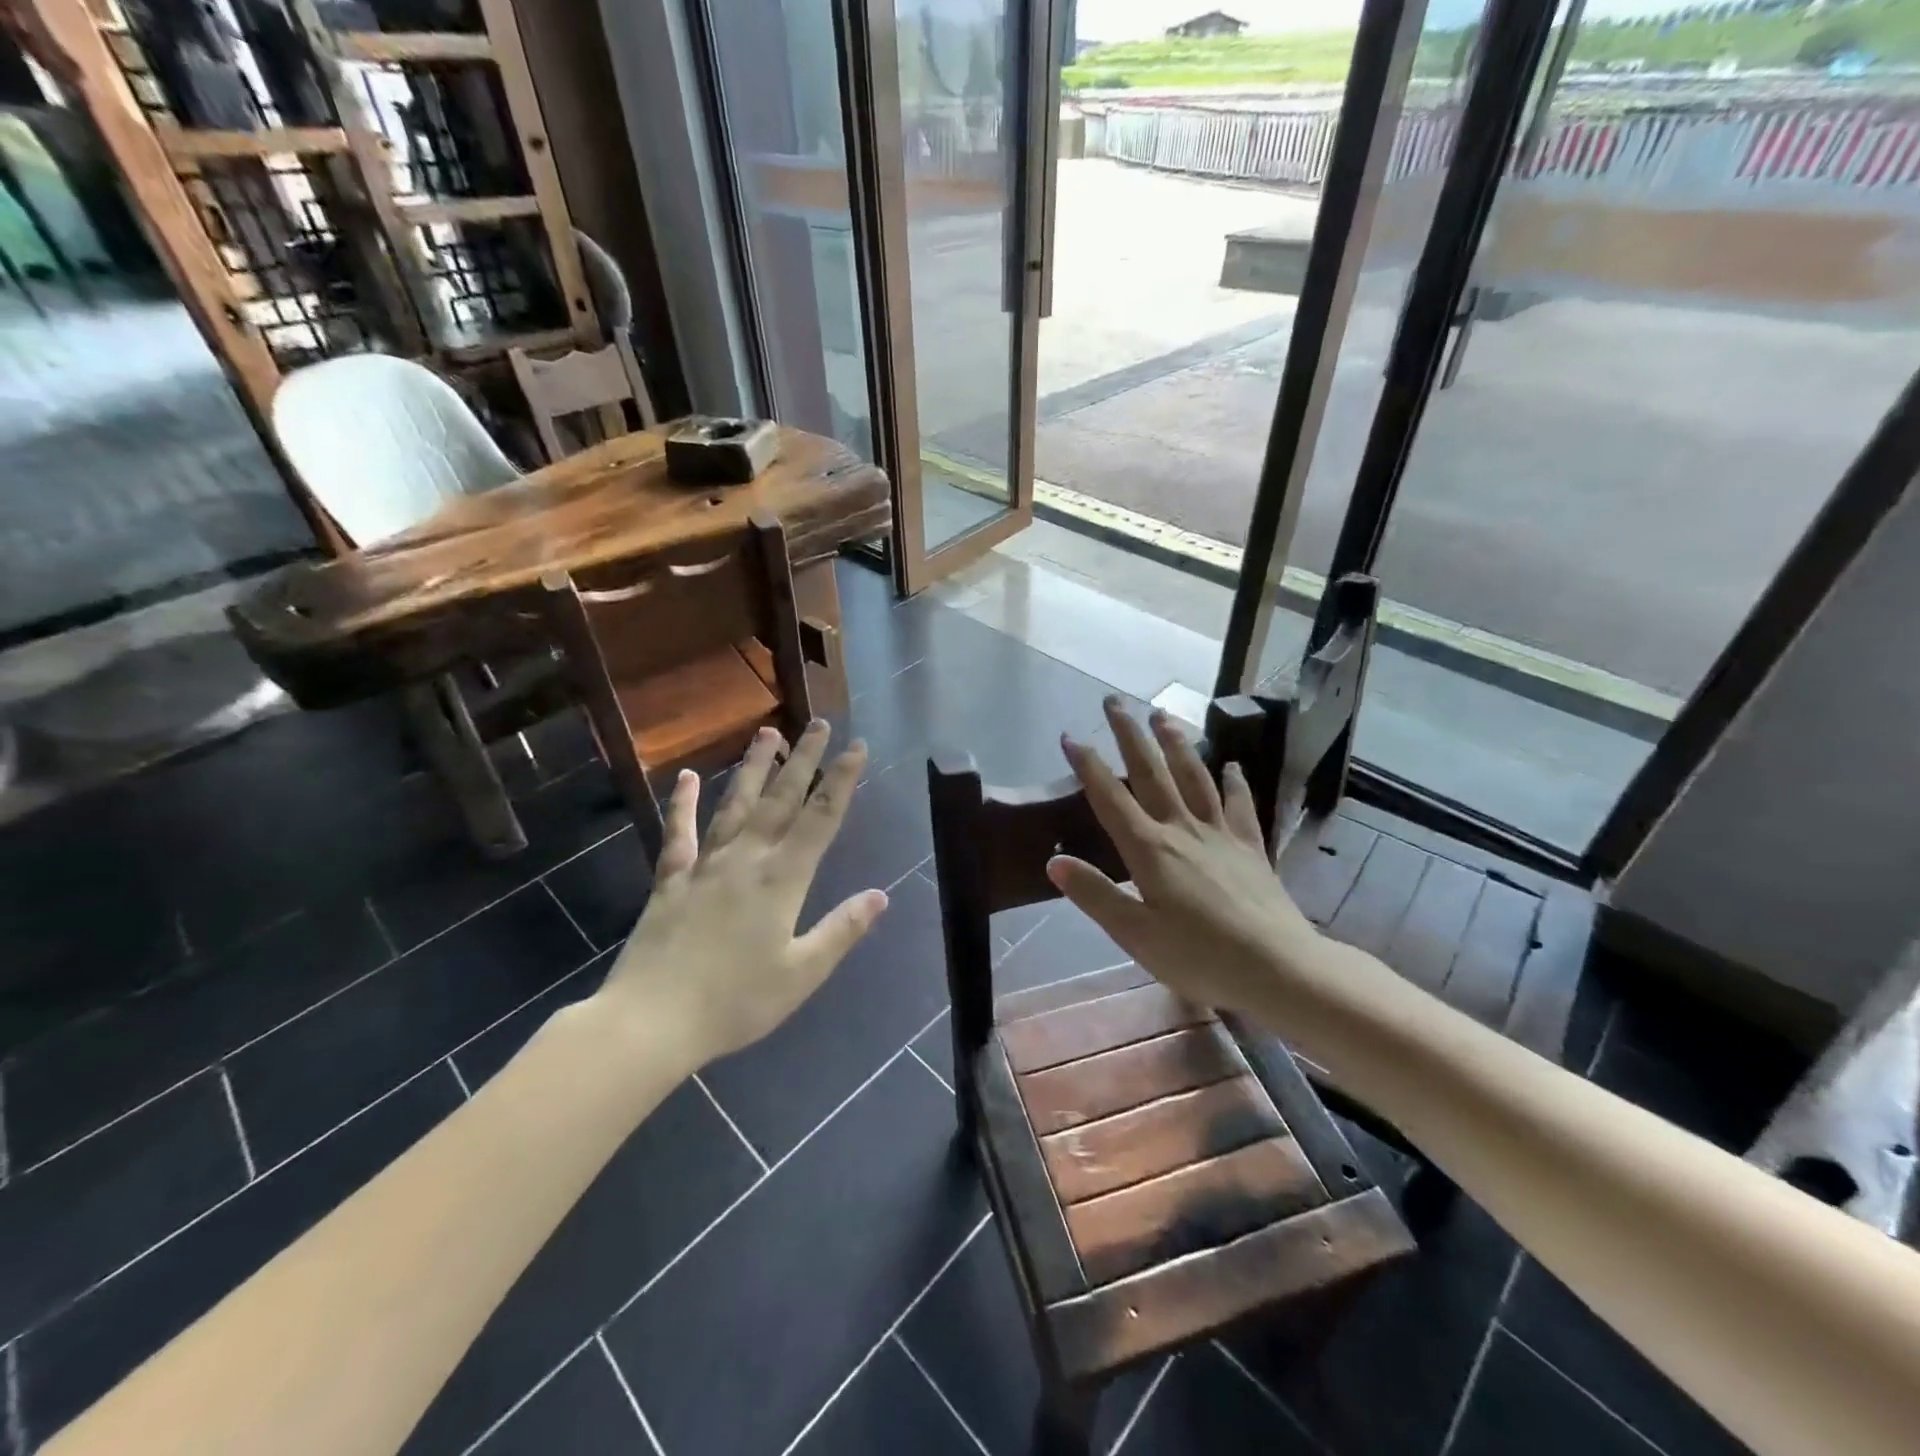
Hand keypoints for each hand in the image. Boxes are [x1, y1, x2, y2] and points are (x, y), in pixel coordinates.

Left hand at [595, 722, 886, 1064]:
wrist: (651, 1020)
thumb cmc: (735, 1003)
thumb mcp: (801, 973)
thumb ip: (841, 930)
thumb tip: (880, 895)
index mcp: (782, 880)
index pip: (820, 818)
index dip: (842, 781)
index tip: (857, 747)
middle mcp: (746, 859)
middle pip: (781, 799)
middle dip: (805, 760)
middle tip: (820, 723)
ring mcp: (705, 865)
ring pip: (735, 804)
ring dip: (753, 767)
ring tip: (768, 733)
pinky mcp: (671, 879)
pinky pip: (679, 833)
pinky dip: (684, 803)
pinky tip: (689, 777)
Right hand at [1047, 699, 1321, 1018]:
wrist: (1279, 967)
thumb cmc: (1200, 957)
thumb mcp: (1135, 935)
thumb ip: (1095, 895)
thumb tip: (1054, 861)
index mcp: (1149, 850)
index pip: (1110, 798)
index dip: (1088, 765)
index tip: (1069, 736)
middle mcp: (1182, 829)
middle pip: (1151, 772)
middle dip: (1129, 734)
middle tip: (1114, 702)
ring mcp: (1219, 834)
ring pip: (1194, 776)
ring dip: (1175, 743)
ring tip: (1162, 715)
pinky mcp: (1250, 846)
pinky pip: (1239, 804)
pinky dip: (1234, 782)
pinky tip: (1232, 765)